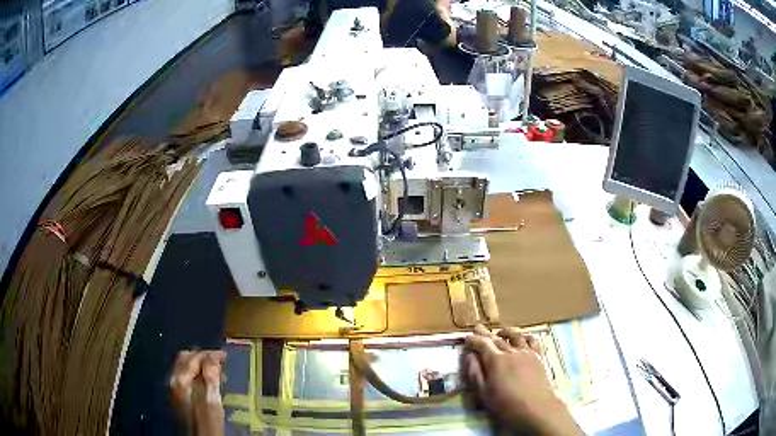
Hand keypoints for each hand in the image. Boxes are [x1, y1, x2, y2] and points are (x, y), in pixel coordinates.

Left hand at [170, 350, 226, 435]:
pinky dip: (195, 373)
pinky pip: (185, 376)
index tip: (225, 357)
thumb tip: (213, 360)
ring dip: (199, 364)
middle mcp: (173, 380)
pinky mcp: (177, 395)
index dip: (210, 354)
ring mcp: (173, 388)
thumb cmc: (207, 423)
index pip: (194, 357)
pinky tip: (206, 382)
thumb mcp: (212, 402)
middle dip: (202, 356)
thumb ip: (210, 380)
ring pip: (184, 366)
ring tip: (216, 372)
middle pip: (185, 358)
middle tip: (219, 361)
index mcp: (181, 380)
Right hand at [462, 325, 583, 434]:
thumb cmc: (505, 404)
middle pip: (496, 339)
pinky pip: (532, 341)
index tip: (466, 337)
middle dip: (486, 334)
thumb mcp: (484, 392)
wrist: (536, 408)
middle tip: (478, 328)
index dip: (473, 340)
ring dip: (506, 332)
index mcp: (495, 360)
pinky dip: (526, 336)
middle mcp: (511, 352)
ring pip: (515, 336)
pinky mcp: (538, 357)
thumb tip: (469, 356)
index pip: (482, 344)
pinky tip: (524, 337)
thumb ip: (475, 373)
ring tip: (500, 331)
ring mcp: (527, 353)